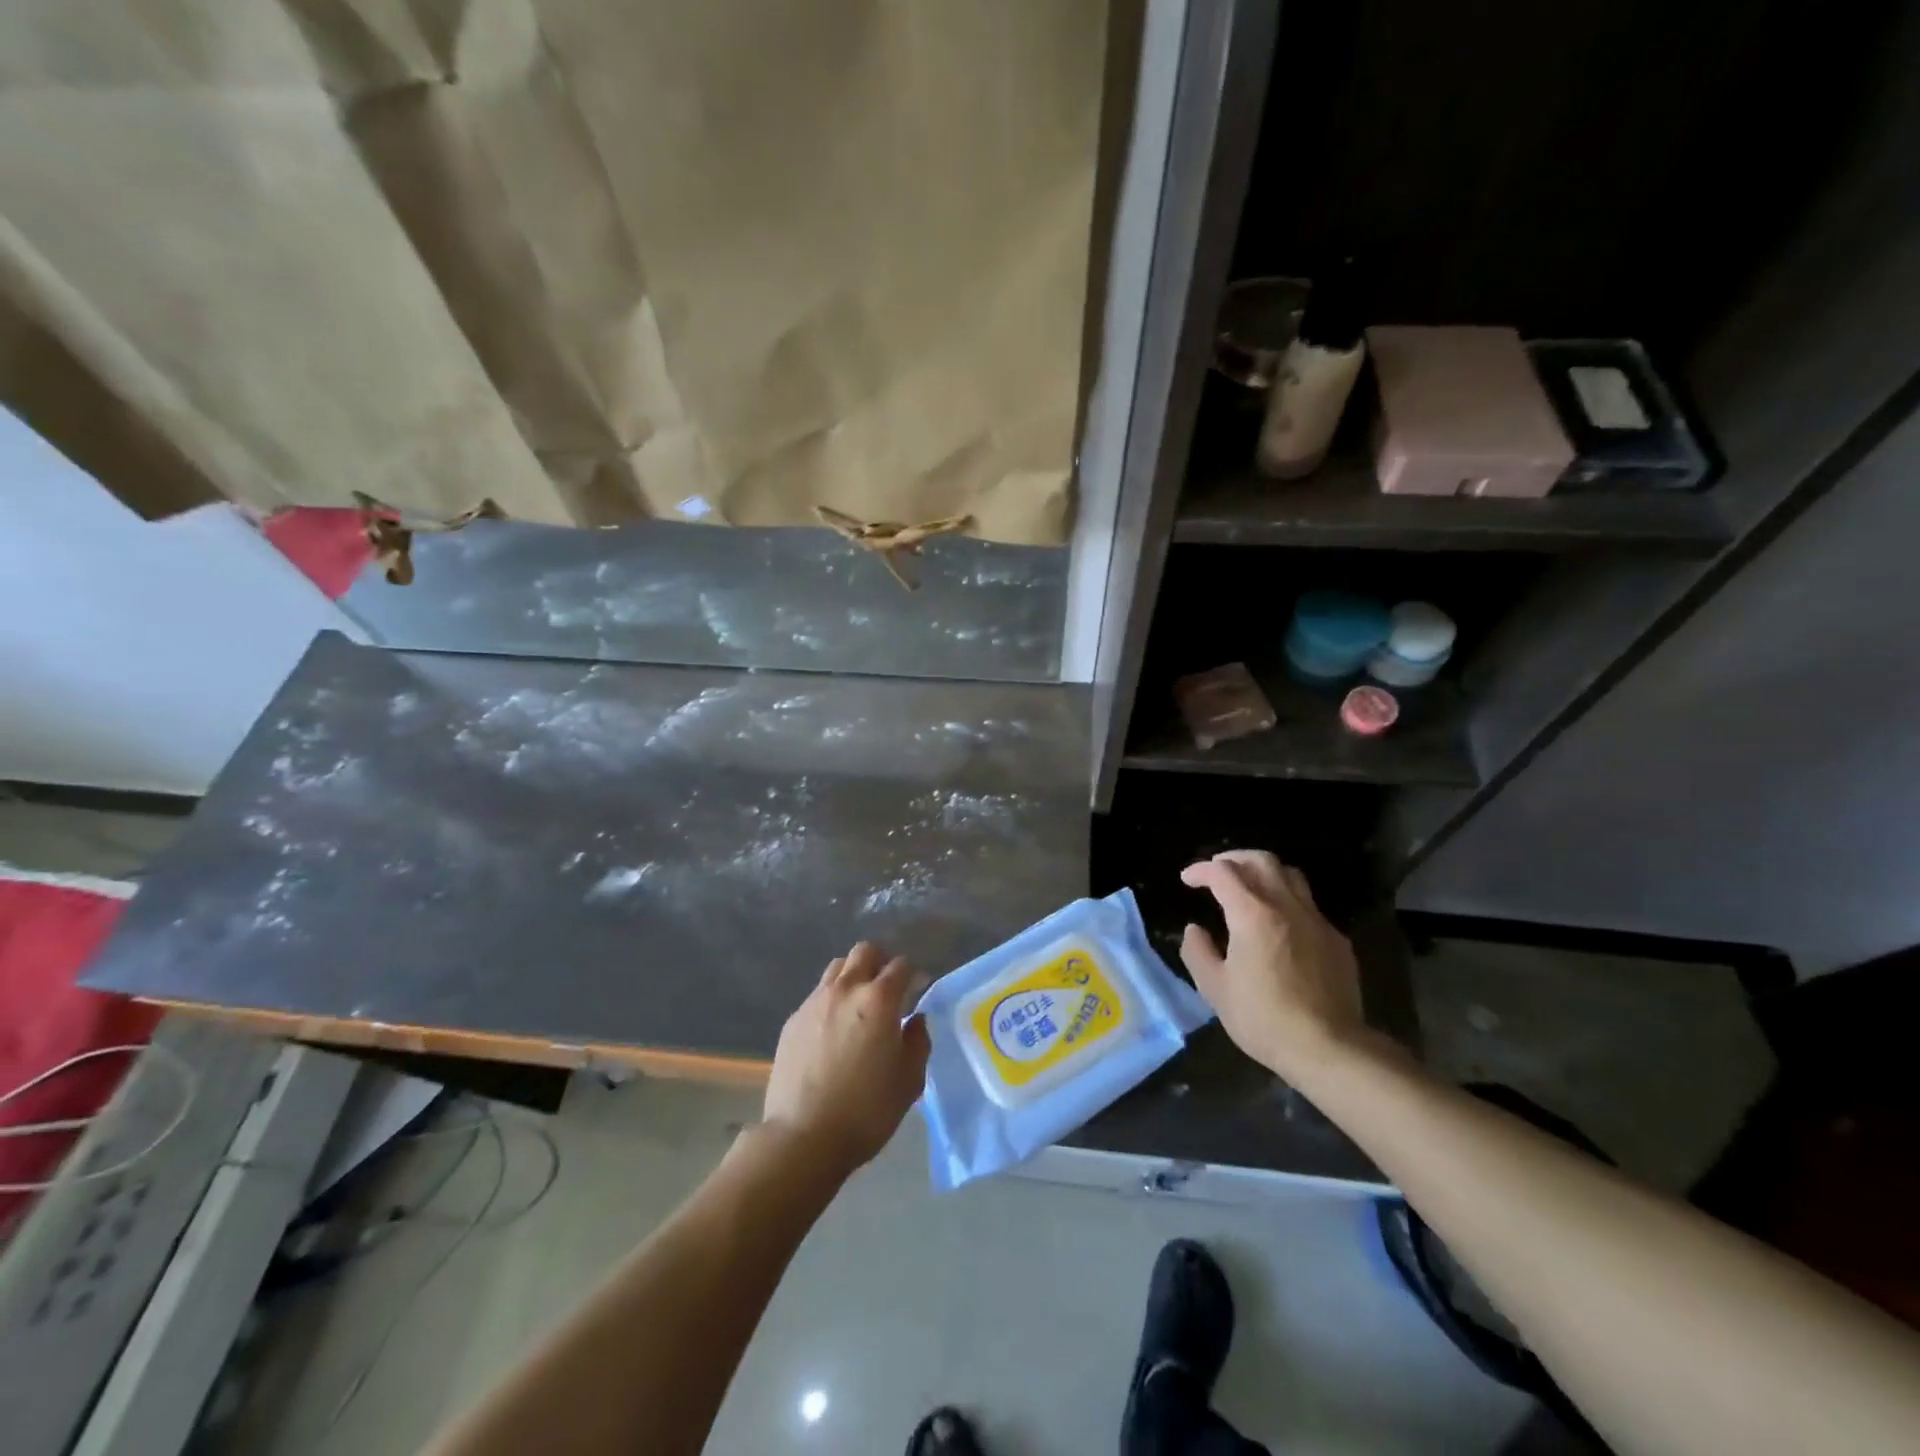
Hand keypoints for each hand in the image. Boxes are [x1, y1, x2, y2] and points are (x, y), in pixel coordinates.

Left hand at [763, 942, 931, 1171]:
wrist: (803, 1136)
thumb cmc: (866, 1111)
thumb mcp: (909, 1081)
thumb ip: (918, 1042)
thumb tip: (915, 1019)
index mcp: (879, 1000)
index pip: (901, 966)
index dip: (913, 975)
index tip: (917, 990)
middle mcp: (846, 989)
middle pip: (865, 952)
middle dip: (881, 962)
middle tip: (888, 989)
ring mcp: (814, 1002)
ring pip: (837, 968)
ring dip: (853, 976)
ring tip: (859, 1005)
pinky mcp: (793, 1020)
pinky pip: (817, 995)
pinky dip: (831, 1001)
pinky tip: (833, 1030)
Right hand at [1178, 851, 1366, 1078]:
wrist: (1330, 1048)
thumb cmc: (1264, 1018)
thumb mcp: (1214, 989)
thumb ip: (1197, 951)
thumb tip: (1195, 930)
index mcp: (1252, 914)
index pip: (1222, 873)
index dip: (1201, 870)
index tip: (1187, 879)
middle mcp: (1287, 906)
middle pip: (1261, 860)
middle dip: (1234, 859)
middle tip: (1217, 871)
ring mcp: (1317, 921)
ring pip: (1291, 876)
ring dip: (1264, 872)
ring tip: (1249, 887)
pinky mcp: (1336, 940)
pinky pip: (1309, 906)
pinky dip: (1287, 901)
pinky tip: (1279, 925)